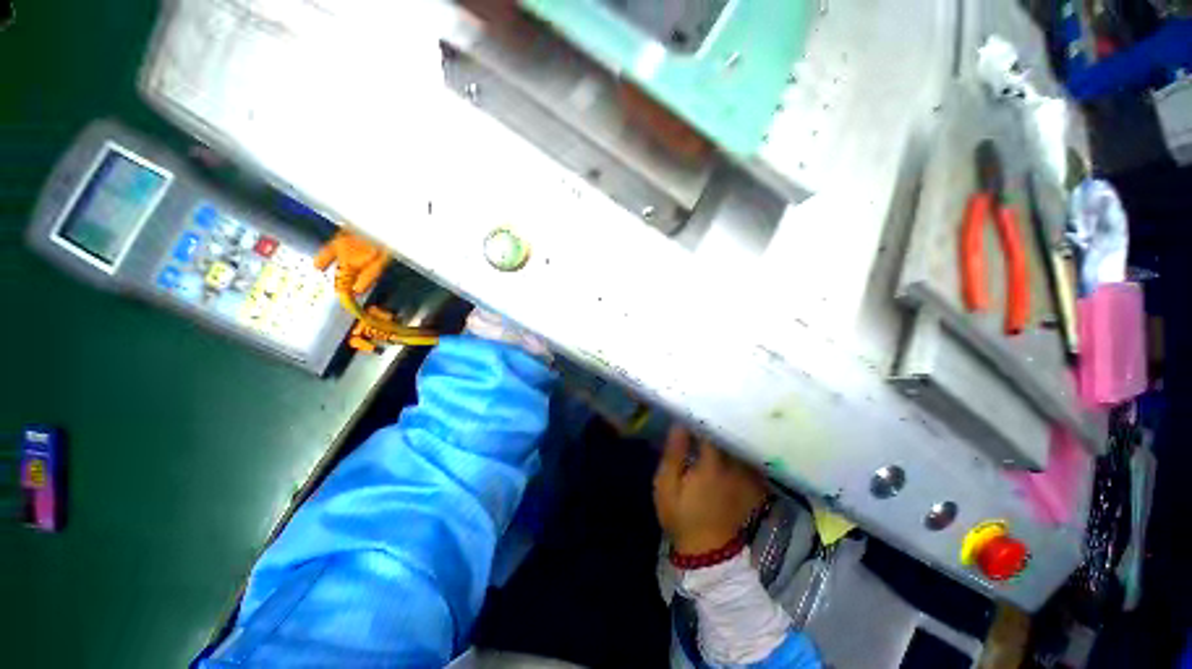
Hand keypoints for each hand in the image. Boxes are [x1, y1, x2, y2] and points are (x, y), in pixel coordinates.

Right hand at [653, 425, 768, 555]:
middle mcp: (734, 467)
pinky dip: (745, 452)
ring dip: (733, 435)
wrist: (706, 552)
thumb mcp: (667, 485)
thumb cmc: (682, 515)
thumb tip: (679, 424)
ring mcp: (745, 478)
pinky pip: (751, 462)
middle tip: (708, 412)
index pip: (712, 430)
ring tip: (722, 424)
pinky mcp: (750, 488)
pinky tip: (735, 447)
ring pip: (742, 447)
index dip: (703, 417)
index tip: (694, 407)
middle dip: (720, 422)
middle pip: (732, 436)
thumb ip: (674, 454)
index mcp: (712, 464)